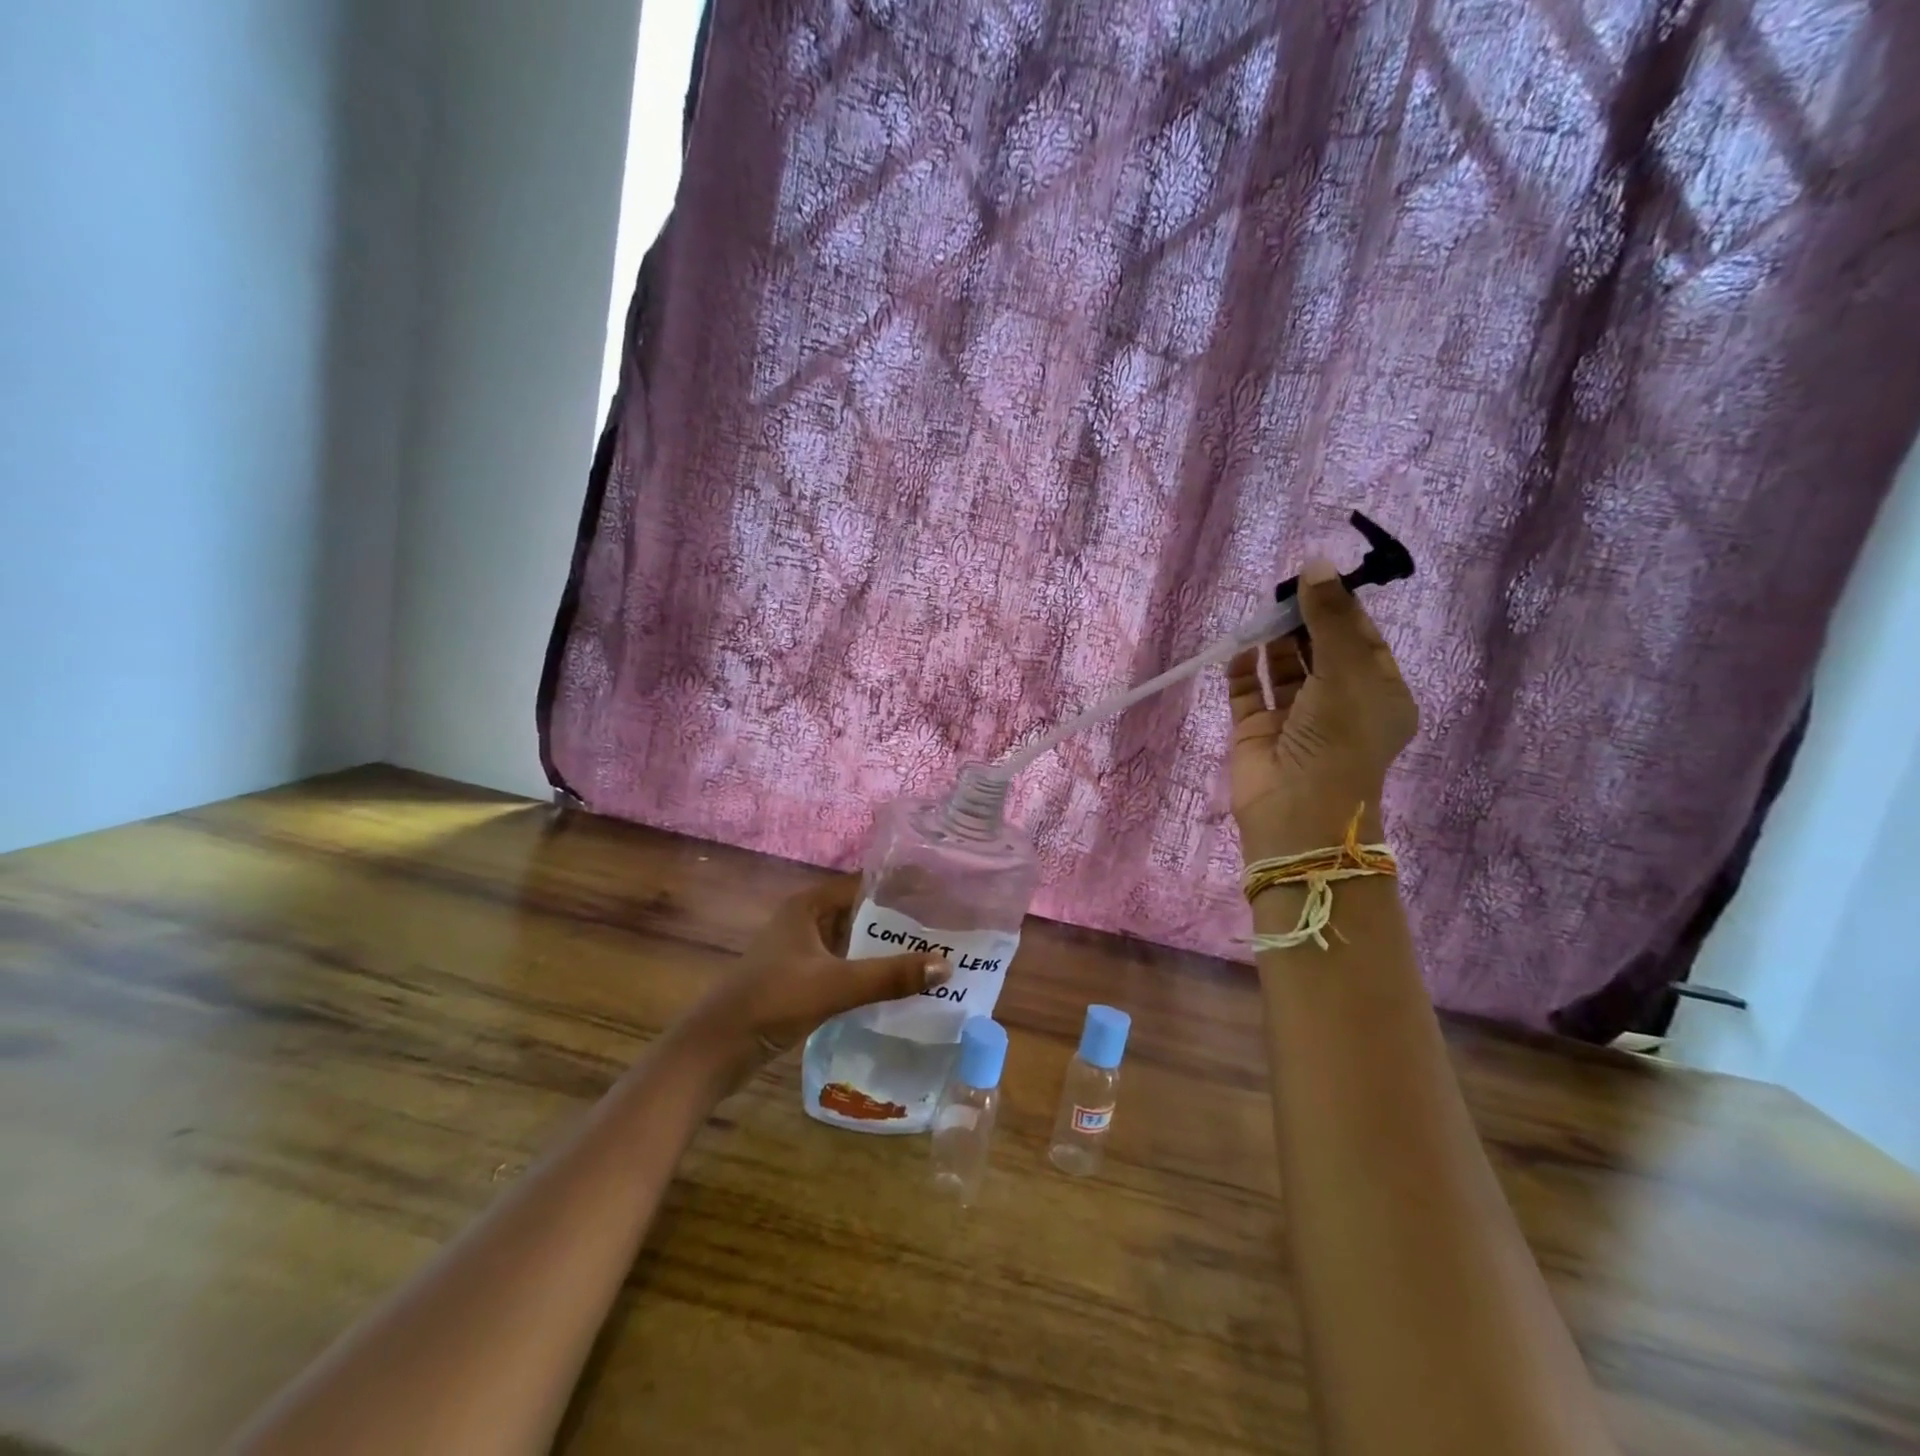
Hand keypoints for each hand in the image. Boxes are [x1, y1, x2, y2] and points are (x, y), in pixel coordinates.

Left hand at [674, 875, 948, 1084]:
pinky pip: (846, 967)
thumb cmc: (772, 1001)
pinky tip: (900, 986)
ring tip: (933, 955)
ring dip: (886, 950)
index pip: (864, 883)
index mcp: (809, 905)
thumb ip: (889, 976)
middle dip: (899, 922)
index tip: (941, 894)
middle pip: (862, 913)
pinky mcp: (802, 980)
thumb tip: (946, 965)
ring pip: (854, 943)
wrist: (716, 1050)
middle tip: (946, 929)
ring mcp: (803, 952)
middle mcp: (807, 921)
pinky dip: (870, 973)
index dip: (900, 886)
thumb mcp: (834, 985)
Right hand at [1226, 559, 1417, 860]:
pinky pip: (1249, 692)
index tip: (1316, 576)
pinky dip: (1244, 669)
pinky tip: (1240, 647)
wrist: (1299, 811)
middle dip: (1303, 620)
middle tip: (1282, 590)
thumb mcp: (1346, 670)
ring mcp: (1294, 719)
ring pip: (1283, 669)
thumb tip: (1314, 563)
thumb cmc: (1339, 738)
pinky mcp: (1257, 731)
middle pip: (1319, 650)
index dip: (1340, 607)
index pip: (1361, 639)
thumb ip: (1329, 618)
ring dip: (1273, 641)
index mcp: (1377, 693)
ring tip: (1261, 611)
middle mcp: (1338, 704)